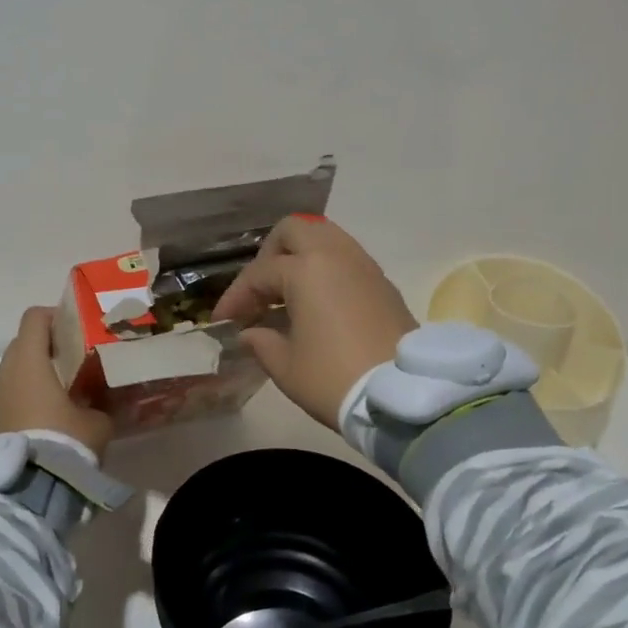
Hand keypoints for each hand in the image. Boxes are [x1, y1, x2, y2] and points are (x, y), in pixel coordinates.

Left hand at [0, 307, 113, 460]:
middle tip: (75, 358)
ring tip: (65, 388)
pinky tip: (51, 413)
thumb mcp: (96, 421)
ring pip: (16, 369)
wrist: (27, 491)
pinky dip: (29, 393)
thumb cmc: (63, 441)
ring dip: (36, 371)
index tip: (77, 328)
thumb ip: (99, 403)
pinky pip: (12, 393)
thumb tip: (101, 402)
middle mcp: (7, 372)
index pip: (34, 317)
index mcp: (29, 361)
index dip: (55, 316)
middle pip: (24, 342)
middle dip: (47, 345)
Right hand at [213, 216, 417, 428]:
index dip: (236, 297)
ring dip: (300, 257)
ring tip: (287, 293)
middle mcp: (336, 255)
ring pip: (325, 237)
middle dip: (270, 254)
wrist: (405, 397)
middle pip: (294, 230)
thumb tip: (251, 333)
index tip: (222, 321)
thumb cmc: (335, 378)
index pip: (259, 274)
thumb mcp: (286, 367)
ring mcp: (364, 265)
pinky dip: (325, 269)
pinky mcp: (383, 283)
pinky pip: (346, 258)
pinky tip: (317, 302)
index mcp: (306, 270)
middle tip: (260, 290)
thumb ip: (261, 342)